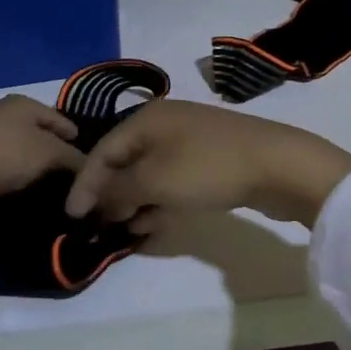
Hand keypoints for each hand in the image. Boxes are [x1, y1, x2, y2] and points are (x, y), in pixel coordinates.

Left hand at [0, 96, 84, 207]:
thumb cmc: (10, 155)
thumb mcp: (51, 154)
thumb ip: (74, 157)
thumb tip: (88, 166)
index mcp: (21, 101)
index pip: (56, 116)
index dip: (73, 133)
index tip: (86, 153)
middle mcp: (0, 110)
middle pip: (36, 129)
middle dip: (51, 146)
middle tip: (68, 168)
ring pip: (18, 144)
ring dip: (31, 160)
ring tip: (47, 180)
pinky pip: (2, 159)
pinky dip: (14, 169)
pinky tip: (22, 184)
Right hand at [63, 100, 350, 229]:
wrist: (278, 165)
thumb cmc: (207, 168)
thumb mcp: (154, 181)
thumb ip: (117, 192)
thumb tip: (96, 203)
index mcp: (145, 119)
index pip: (101, 151)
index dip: (84, 184)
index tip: (72, 216)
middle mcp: (163, 124)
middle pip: (124, 162)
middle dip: (111, 196)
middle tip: (102, 227)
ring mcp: (188, 141)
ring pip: (149, 175)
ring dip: (136, 203)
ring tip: (130, 230)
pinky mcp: (208, 160)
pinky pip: (172, 181)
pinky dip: (160, 201)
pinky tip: (156, 225)